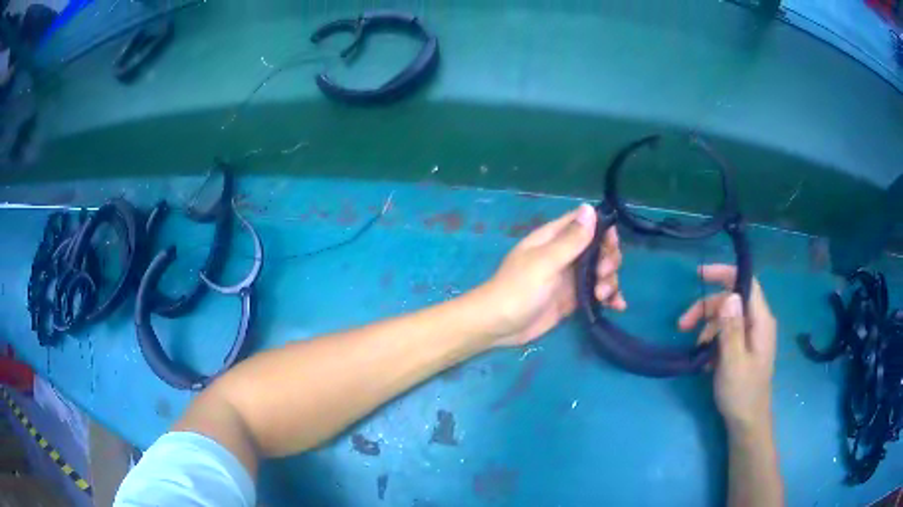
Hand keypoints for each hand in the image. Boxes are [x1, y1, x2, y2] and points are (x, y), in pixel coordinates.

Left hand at [478, 204, 624, 347]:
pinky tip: (618, 306)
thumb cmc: (518, 290)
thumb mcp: (545, 262)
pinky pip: (597, 293)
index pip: (584, 223)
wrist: (499, 326)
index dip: (603, 229)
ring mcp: (570, 278)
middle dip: (609, 258)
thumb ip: (570, 240)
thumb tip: (590, 208)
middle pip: (599, 247)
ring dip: (610, 280)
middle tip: (603, 273)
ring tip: (602, 295)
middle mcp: (565, 255)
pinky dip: (610, 297)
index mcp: (554, 238)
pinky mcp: (573, 299)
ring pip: (601, 271)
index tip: (611, 244)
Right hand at [678, 265, 777, 431]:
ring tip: (695, 348)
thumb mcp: (733, 362)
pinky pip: (727, 333)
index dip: (725, 274)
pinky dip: (713, 340)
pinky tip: (704, 358)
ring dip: (707, 327)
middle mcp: (758, 322)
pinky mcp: (744, 347)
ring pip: (726, 317)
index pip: (746, 283)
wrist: (747, 422)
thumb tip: (730, 296)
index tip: (699, 275)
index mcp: (761, 321)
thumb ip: (731, 329)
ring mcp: (751, 335)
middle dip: (707, 308)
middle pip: (731, 300)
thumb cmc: (742, 393)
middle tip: (682, 324)